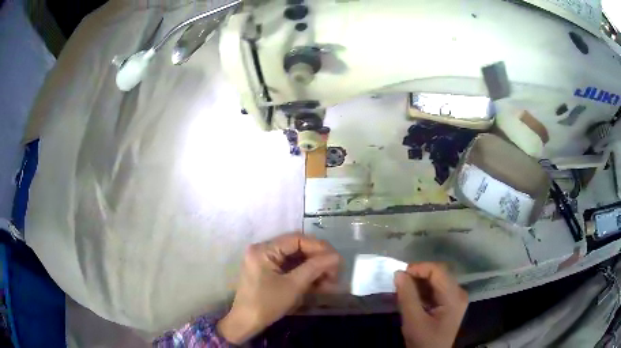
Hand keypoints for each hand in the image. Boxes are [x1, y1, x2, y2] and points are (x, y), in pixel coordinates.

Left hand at [217, 233, 340, 343]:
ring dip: (314, 269)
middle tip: (335, 272)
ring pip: (295, 259)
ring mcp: (265, 261)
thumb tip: (336, 256)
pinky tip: (319, 284)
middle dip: (318, 260)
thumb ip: (315, 267)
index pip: (296, 240)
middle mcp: (263, 250)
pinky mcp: (268, 272)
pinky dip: (305, 275)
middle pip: (297, 248)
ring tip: (330, 281)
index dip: (318, 247)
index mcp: (264, 250)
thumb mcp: (293, 286)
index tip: (336, 259)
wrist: (246, 323)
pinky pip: (290, 269)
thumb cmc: (267, 304)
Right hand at [394, 263, 468, 347]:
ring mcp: (455, 298)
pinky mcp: (449, 304)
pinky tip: (411, 296)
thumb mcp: (413, 321)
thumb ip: (407, 296)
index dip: (419, 268)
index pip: (438, 271)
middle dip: (418, 275)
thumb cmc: (424, 342)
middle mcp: (458, 293)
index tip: (399, 274)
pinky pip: (436, 290)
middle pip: (439, 274)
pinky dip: (423, 290)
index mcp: (454, 296)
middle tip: (399, 281)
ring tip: (402, 288)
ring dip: (419, 282)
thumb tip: (399, 273)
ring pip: (437, 281)